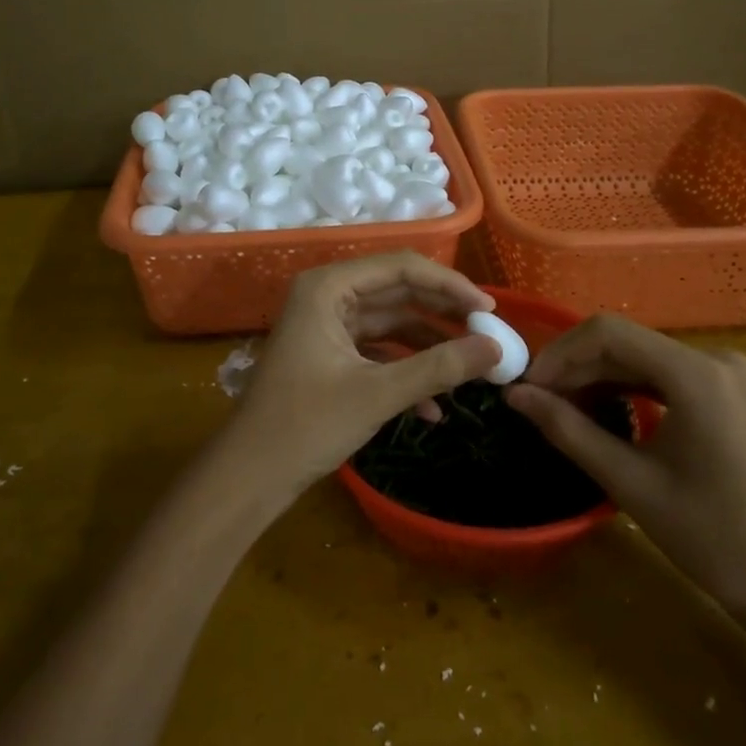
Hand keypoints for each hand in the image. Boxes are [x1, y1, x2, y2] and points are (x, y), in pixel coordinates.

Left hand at [223, 252, 500, 500]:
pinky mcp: (331, 355)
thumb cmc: (306, 425)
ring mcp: (328, 326)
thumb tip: (495, 348)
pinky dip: (405, 371)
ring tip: (472, 367)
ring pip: (391, 323)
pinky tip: (434, 409)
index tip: (489, 309)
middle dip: (443, 314)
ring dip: (429, 345)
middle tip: (488, 332)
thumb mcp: (378, 393)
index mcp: (329, 287)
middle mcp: (328, 296)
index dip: (449, 285)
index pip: (401, 268)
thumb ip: (439, 367)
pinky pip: (378, 351)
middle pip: (398, 292)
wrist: (249, 477)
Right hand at [507, 314, 745, 616]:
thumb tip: (515, 396)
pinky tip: (602, 408)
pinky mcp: (729, 392)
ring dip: (598, 376)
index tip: (528, 385)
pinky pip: (665, 374)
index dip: (560, 353)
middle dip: (576, 366)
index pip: (609, 332)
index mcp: (696, 373)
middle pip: (626, 342)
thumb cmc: (712, 537)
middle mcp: (714, 358)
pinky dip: (629, 386)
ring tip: (561, 406)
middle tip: (537, 399)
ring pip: (643, 357)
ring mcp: (726, 374)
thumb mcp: (630, 482)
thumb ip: (568, 429)